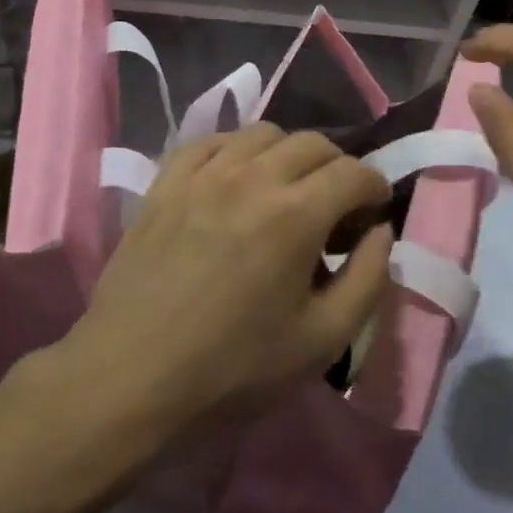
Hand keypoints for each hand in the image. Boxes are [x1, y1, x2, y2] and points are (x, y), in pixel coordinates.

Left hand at [65, 124, 393, 435]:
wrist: (130, 379)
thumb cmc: (234, 368)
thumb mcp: (323, 340)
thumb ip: (368, 279)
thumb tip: (381, 232)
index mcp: (296, 214)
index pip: (354, 172)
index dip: (375, 189)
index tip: (372, 215)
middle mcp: (252, 177)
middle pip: (312, 143)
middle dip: (337, 168)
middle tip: (334, 208)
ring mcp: (203, 175)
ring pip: (262, 133)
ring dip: (288, 154)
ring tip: (285, 192)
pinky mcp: (166, 183)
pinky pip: (209, 142)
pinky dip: (235, 150)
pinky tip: (234, 180)